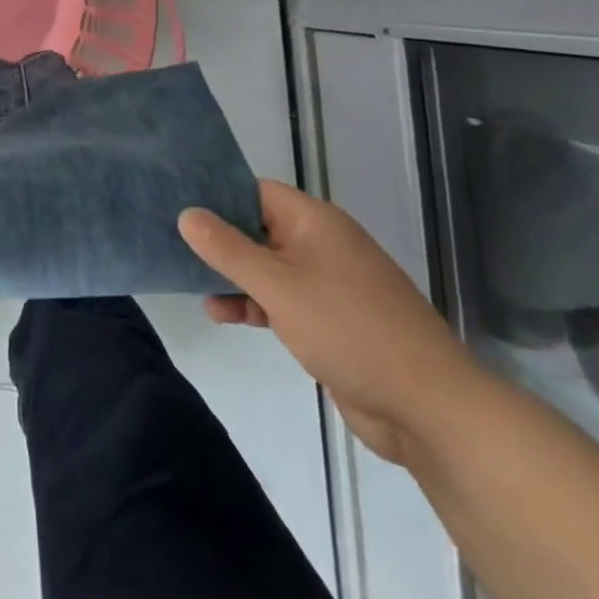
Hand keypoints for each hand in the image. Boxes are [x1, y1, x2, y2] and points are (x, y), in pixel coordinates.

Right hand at [179, 181, 482, 463]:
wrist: (428, 407)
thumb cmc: (348, 328)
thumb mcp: (277, 284)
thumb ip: (228, 249)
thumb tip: (187, 214)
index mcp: (314, 222)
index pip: (255, 190)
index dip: (216, 194)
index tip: (175, 203)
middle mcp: (320, 244)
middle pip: (257, 228)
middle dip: (217, 238)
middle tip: (170, 242)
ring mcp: (327, 284)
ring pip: (266, 267)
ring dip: (231, 275)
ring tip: (190, 283)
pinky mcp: (330, 321)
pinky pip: (280, 300)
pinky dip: (252, 303)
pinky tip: (222, 315)